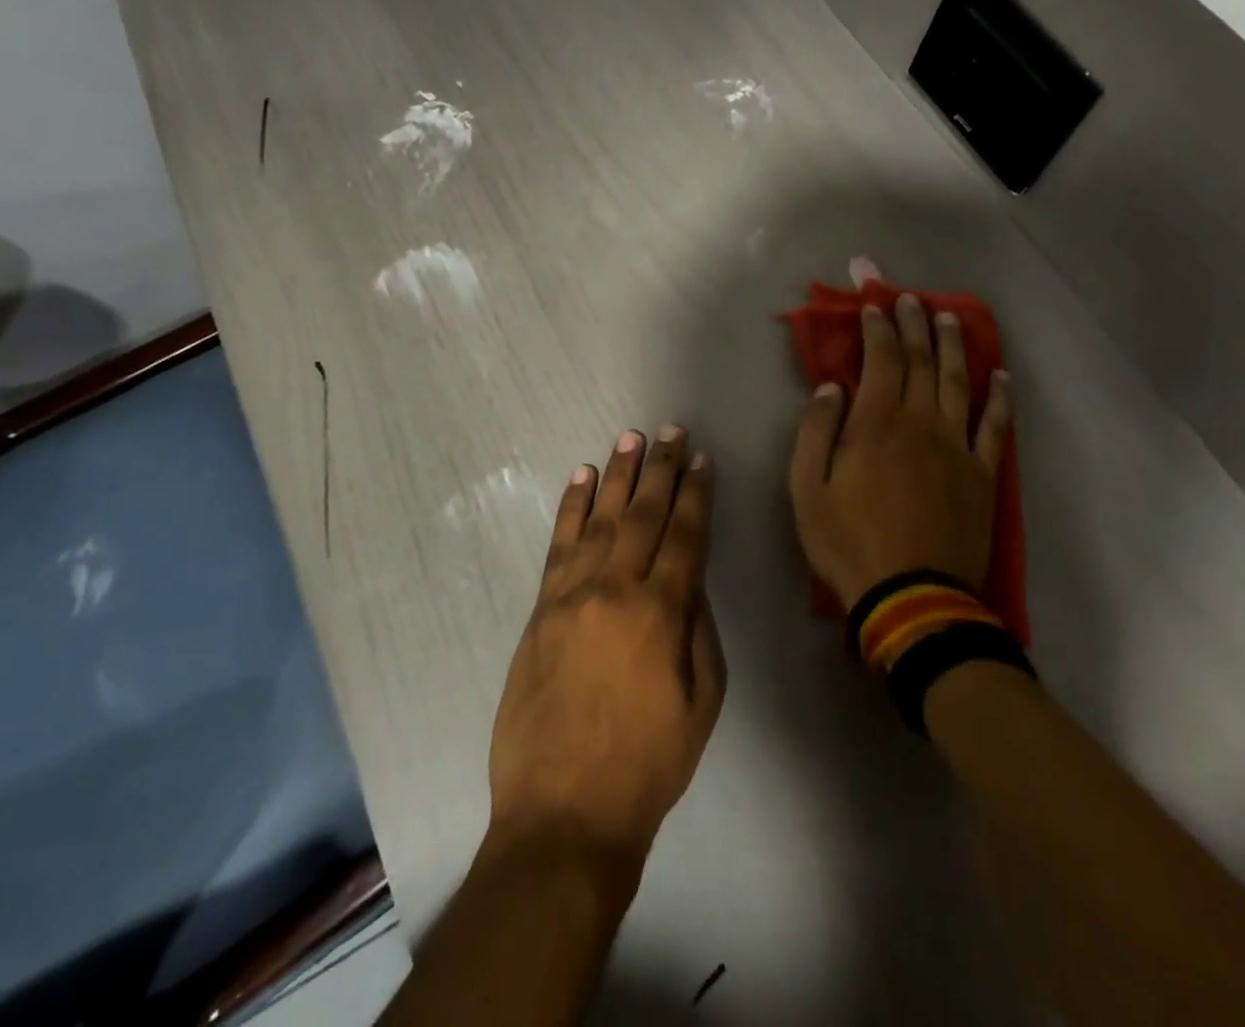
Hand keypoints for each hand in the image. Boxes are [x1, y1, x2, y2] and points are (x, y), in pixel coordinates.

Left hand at [488, 426, 726, 877]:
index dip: (695, 494)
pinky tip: (581, 478)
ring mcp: (572, 596)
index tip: (700, 460)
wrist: (564, 813)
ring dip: (616, 476)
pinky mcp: (541, 609)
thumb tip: (691, 578)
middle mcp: (616, 590)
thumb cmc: (648, 764)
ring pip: (600, 519)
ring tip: (629, 439)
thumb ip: (699, 630)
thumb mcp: (703, 702)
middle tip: (669, 431)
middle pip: (643, 515)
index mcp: (662, 613)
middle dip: (660, 470)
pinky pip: (558, 545)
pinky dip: (571, 507)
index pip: (685, 535)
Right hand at [789, 293, 1012, 609]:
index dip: (878, 329)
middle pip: (921, 362)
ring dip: (954, 347)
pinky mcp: (983, 475)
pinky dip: (1000, 399)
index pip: (881, 361)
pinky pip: (995, 427)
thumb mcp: (807, 490)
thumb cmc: (849, 543)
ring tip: (951, 318)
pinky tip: (1001, 377)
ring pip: (959, 383)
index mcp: (876, 424)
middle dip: (915, 325)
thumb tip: (831, 388)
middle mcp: (921, 424)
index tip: (875, 306)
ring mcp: (957, 448)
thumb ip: (816, 432)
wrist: (912, 598)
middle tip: (911, 298)